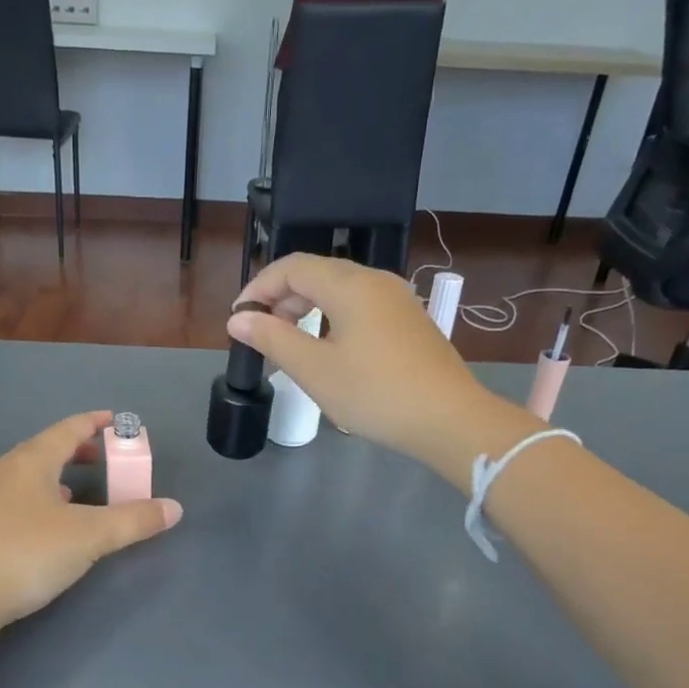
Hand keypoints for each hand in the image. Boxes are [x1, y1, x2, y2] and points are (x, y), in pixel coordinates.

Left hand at [0, 411, 181, 634]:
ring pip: (17, 476)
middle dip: (73, 453)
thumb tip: (174, 508)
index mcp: (29, 461)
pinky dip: (23, 501)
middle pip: (41, 450)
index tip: (114, 420)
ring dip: (47, 479)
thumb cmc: (27, 555)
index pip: (67, 430)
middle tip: (98, 461)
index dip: (94, 423)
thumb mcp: (90, 538)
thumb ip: (134, 521)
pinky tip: (29, 528)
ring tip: (67, 495)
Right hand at [229, 254, 523, 466]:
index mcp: (350, 285)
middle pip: (316, 273)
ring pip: (339, 290)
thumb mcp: (315, 370)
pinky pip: (359, 306)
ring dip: (306, 309)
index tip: (238, 319)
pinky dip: (332, 319)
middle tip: (261, 335)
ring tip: (289, 345)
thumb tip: (238, 319)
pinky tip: (328, 351)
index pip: (291, 267)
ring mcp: (397, 299)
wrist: (450, 420)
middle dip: (281, 298)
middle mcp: (375, 281)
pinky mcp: (409, 321)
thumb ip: (272, 339)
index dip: (258, 287)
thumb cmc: (375, 394)